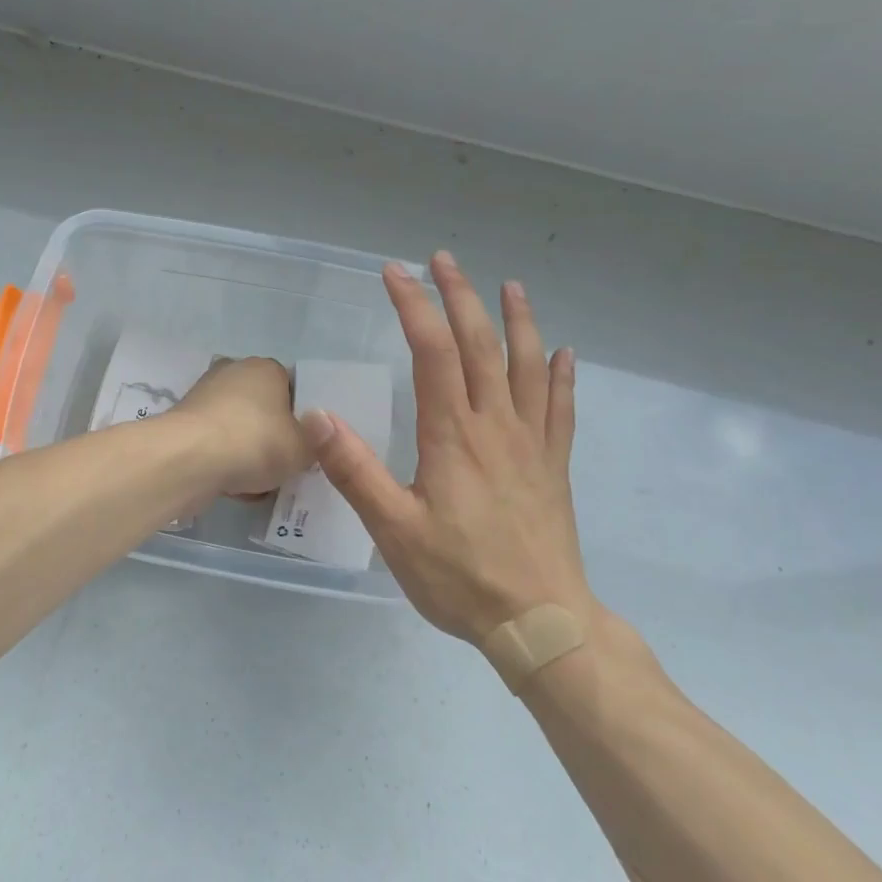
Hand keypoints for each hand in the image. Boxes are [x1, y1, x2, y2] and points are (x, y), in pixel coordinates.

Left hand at [176, 356, 313, 498]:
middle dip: (270, 438)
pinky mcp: (183, 423)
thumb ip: (314, 442)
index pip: (292, 389)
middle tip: (281, 467)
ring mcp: (203, 396)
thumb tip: (312, 435)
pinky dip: (222, 462)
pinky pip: (214, 444)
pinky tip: (231, 488)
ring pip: (237, 429)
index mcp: (266, 368)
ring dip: (246, 454)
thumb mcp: (303, 449)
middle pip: (262, 410)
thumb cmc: (255, 443)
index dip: (300, 420)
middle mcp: (233, 372)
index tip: (302, 446)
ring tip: (256, 486)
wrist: (189, 460)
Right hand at [302, 251, 597, 643]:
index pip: (432, 351)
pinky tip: (563, 353)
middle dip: (459, 296)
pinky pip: (561, 409)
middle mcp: (496, 425)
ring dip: (517, 320)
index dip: (413, 306)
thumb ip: (355, 470)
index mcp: (453, 435)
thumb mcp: (393, 530)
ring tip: (510, 285)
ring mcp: (532, 443)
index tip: (393, 273)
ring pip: (527, 366)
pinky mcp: (554, 465)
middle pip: (480, 345)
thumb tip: (317, 416)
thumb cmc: (460, 577)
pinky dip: (561, 375)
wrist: (541, 622)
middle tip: (442, 259)